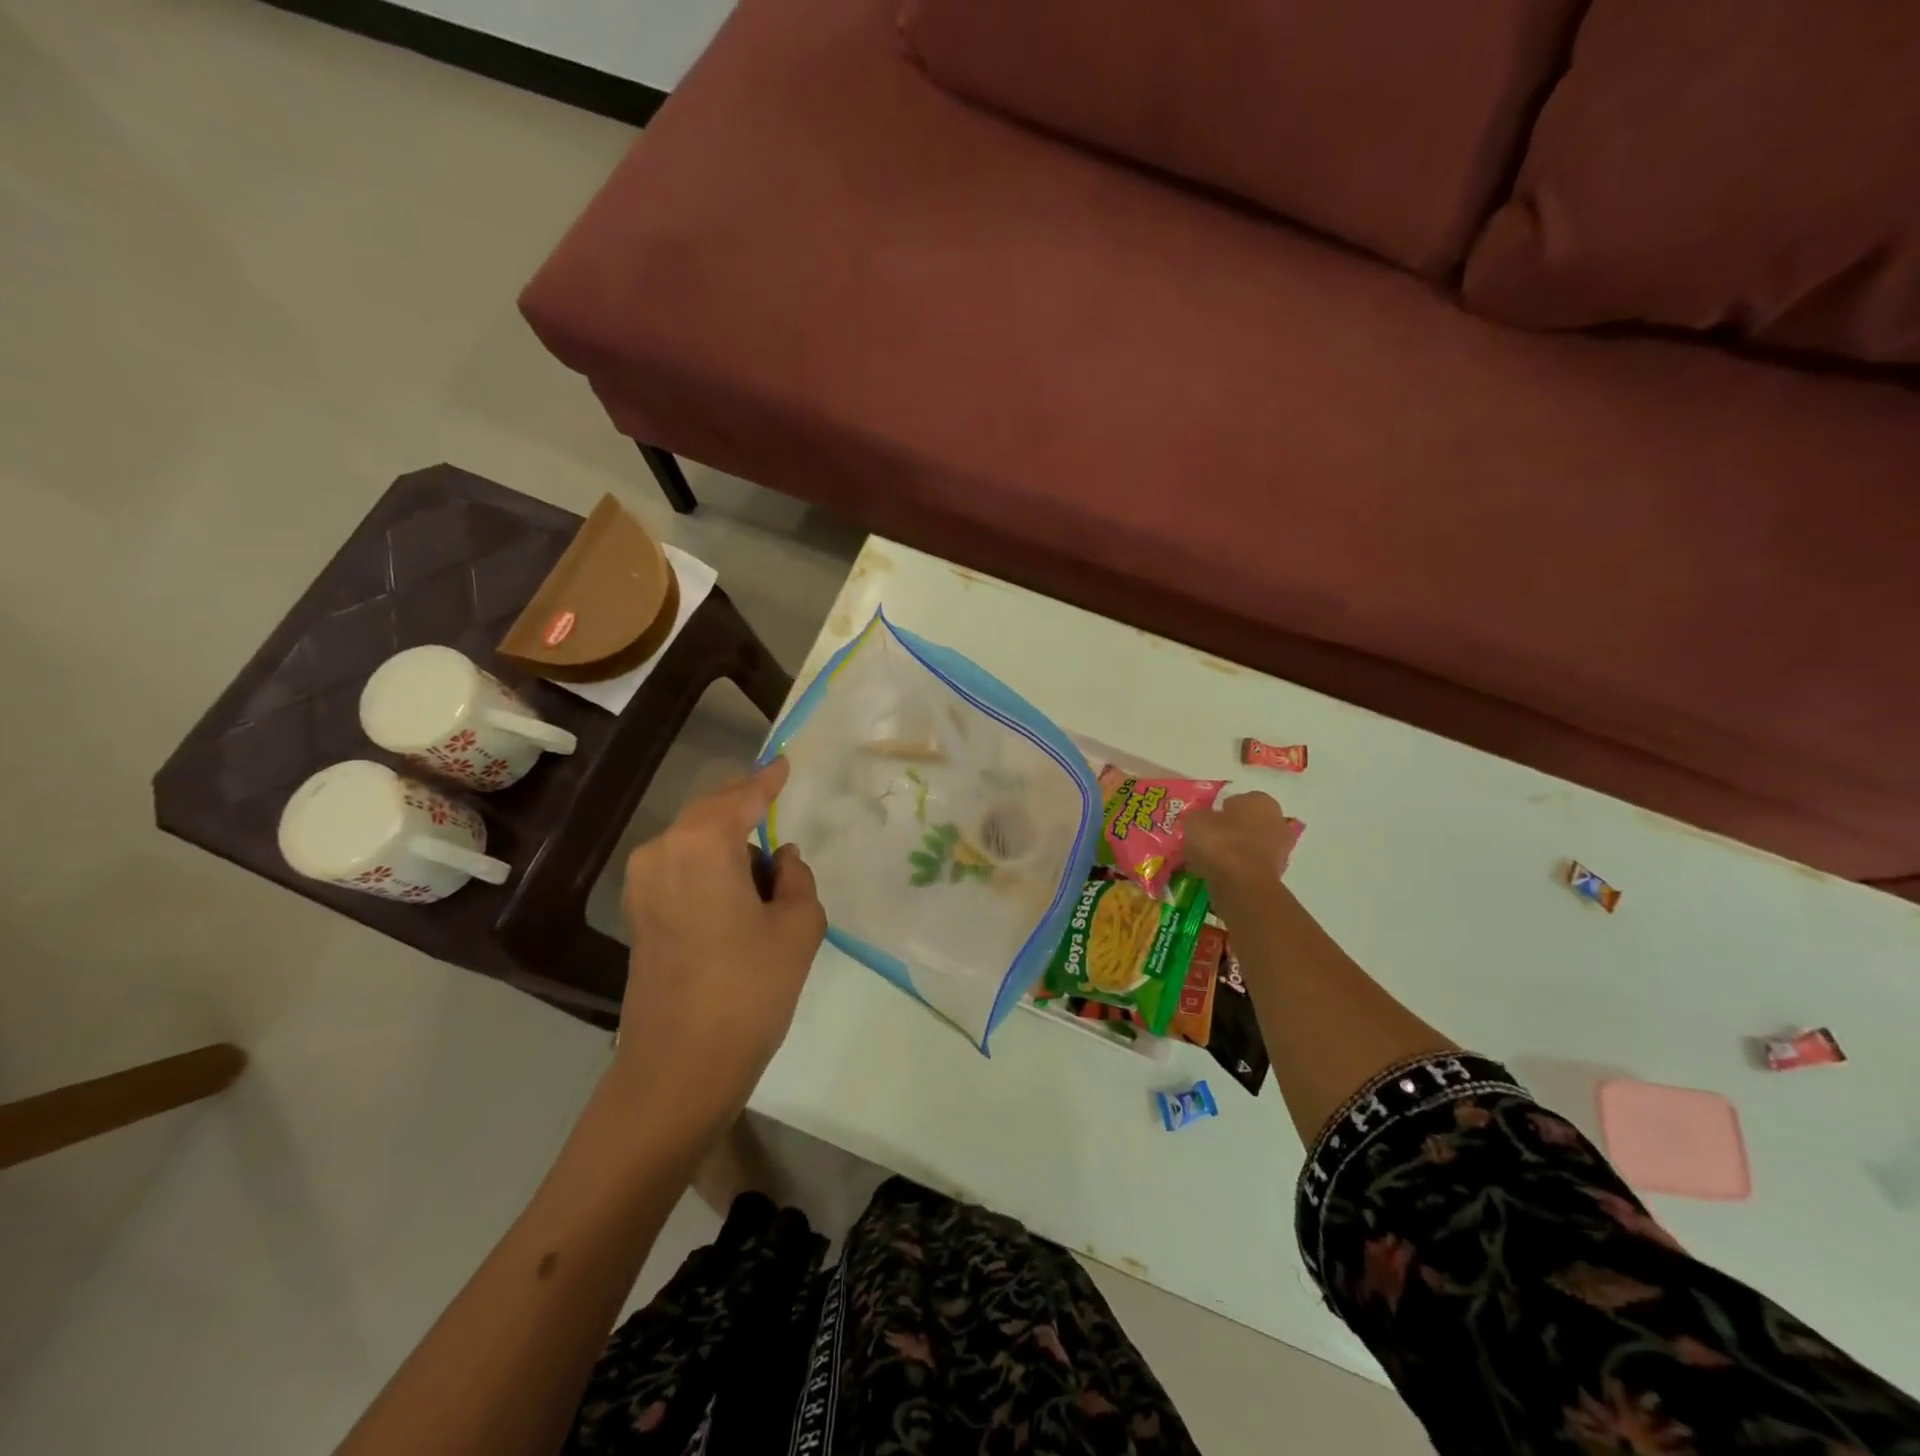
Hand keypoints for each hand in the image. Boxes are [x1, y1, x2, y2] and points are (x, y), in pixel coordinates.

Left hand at [611, 759, 826, 1123]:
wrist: (679, 1069)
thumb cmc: (749, 989)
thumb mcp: (799, 926)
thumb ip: (797, 878)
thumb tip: (781, 859)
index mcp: (700, 844)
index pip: (742, 797)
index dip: (768, 780)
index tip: (785, 763)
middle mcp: (661, 851)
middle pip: (711, 814)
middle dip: (746, 810)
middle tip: (780, 813)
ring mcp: (641, 885)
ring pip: (695, 843)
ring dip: (729, 847)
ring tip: (767, 877)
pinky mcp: (637, 915)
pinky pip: (681, 870)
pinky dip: (711, 870)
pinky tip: (738, 898)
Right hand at [1183, 790, 1301, 920]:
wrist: (1242, 885)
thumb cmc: (1220, 842)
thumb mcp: (1195, 821)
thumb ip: (1200, 817)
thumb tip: (1202, 822)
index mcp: (1260, 801)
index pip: (1239, 800)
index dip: (1220, 810)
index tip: (1205, 822)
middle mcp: (1277, 821)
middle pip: (1249, 823)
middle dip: (1232, 830)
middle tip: (1208, 840)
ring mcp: (1281, 850)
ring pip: (1251, 845)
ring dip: (1236, 850)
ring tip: (1210, 860)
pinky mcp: (1277, 875)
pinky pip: (1251, 866)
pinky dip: (1238, 868)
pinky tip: (1220, 874)